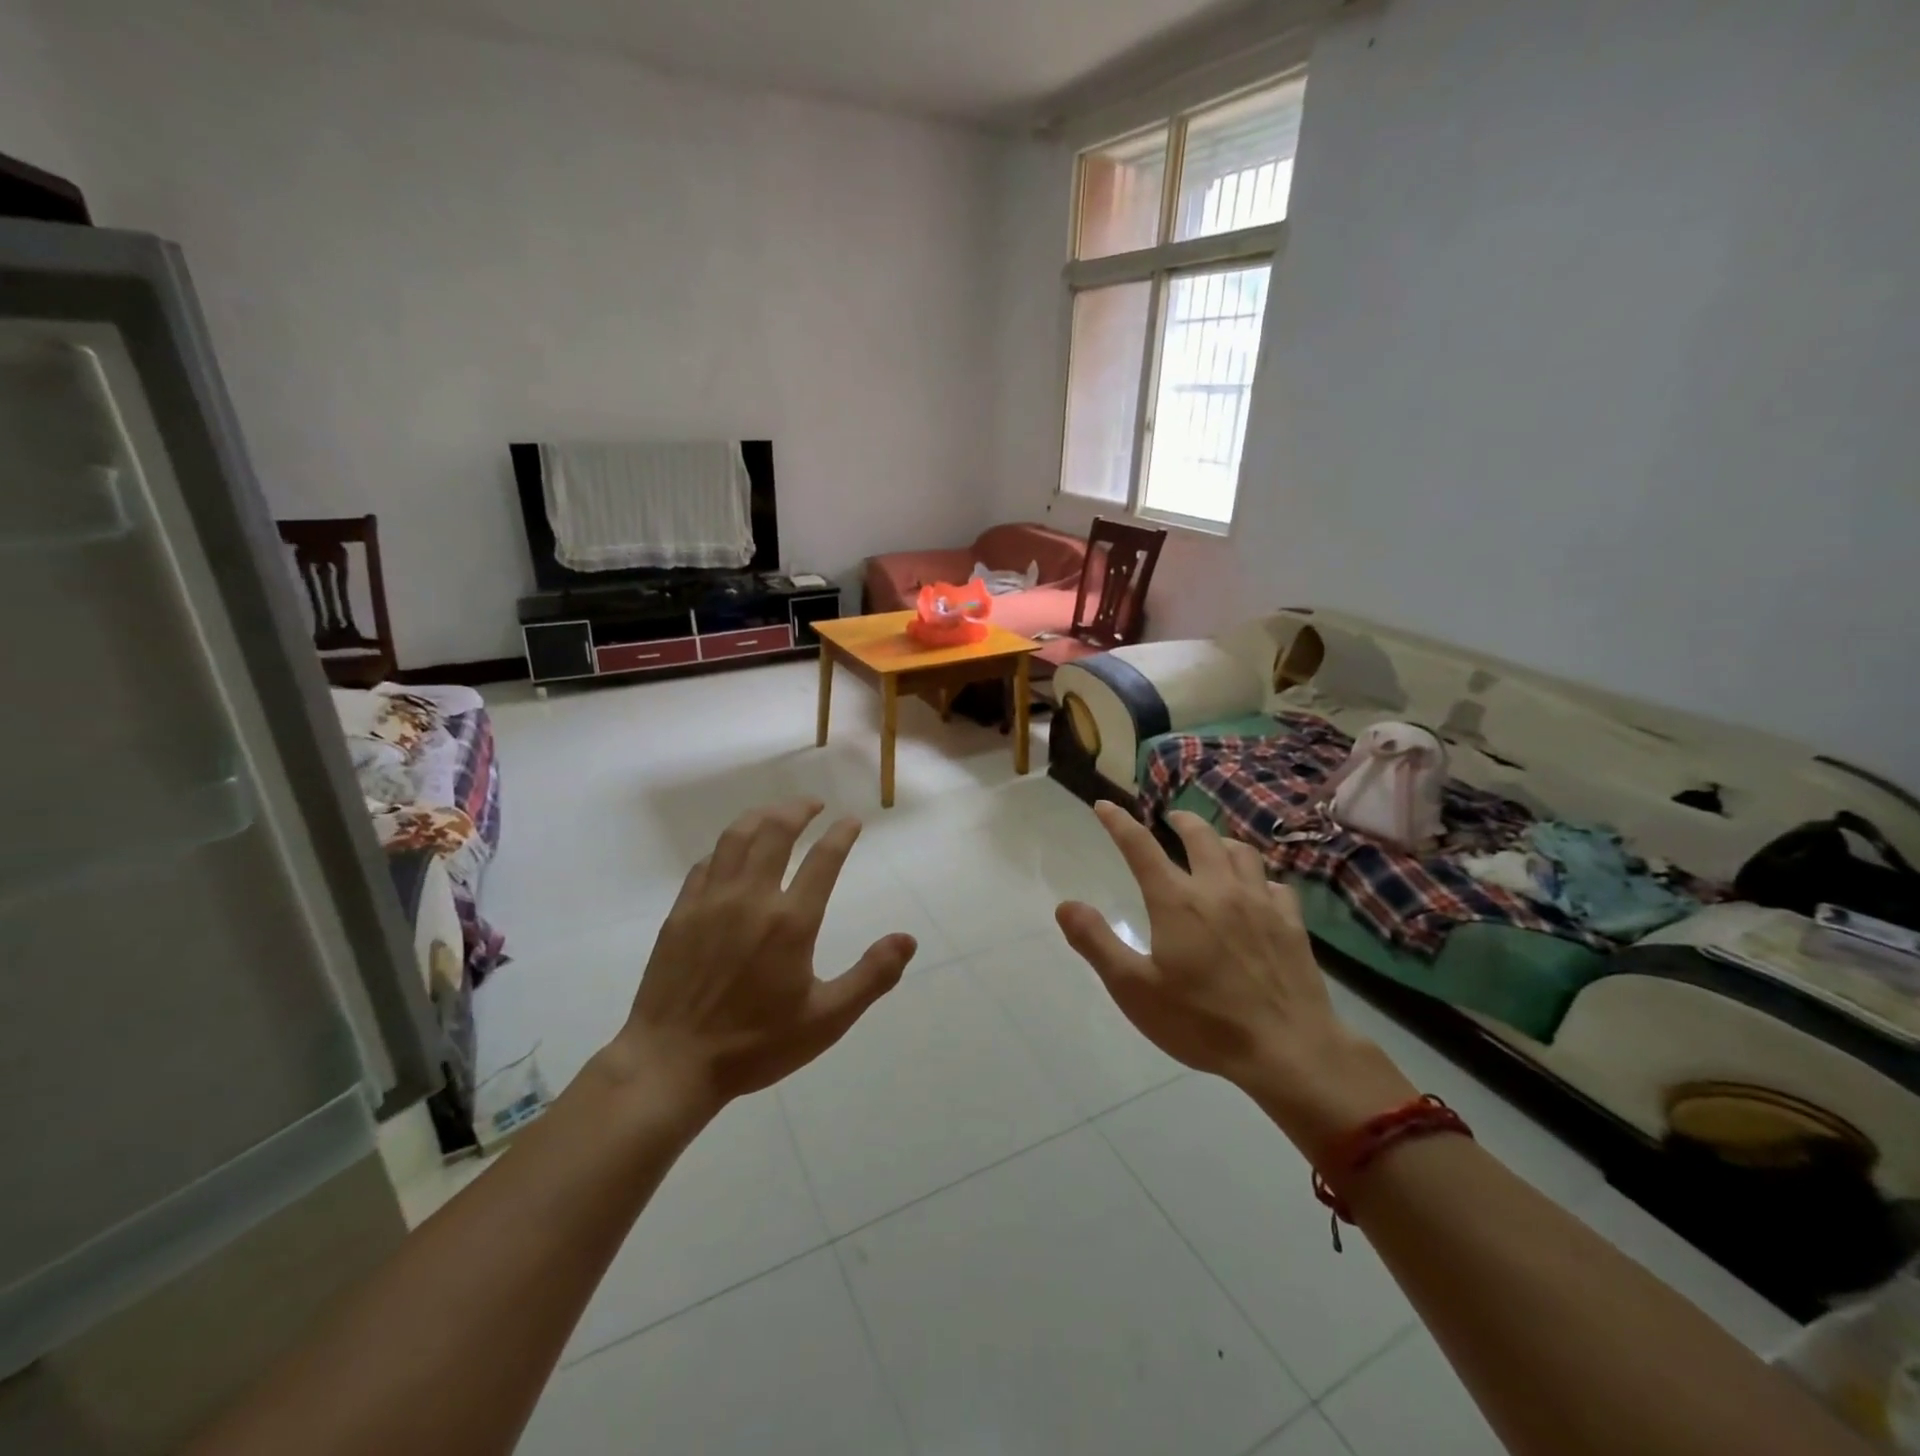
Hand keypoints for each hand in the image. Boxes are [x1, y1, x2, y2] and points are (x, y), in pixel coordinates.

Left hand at [613, 799, 915, 1109]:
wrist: (671, 1062)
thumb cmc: (754, 1044)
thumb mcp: (826, 1020)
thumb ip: (872, 976)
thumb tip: (908, 939)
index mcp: (791, 921)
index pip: (823, 859)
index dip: (842, 834)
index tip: (852, 821)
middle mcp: (751, 898)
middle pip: (776, 831)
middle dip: (799, 809)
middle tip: (814, 804)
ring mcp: (711, 901)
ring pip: (736, 837)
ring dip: (761, 816)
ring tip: (777, 812)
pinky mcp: (681, 912)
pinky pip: (706, 863)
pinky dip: (725, 847)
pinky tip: (732, 853)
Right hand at [1056, 804, 1415, 1161]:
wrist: (1287, 1049)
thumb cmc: (1201, 1022)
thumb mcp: (1134, 989)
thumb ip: (1096, 942)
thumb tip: (1065, 905)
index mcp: (1176, 901)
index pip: (1140, 846)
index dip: (1118, 822)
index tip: (1105, 805)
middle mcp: (1218, 889)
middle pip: (1200, 836)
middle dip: (1181, 821)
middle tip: (1171, 818)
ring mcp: (1260, 903)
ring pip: (1241, 852)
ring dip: (1222, 840)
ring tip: (1213, 845)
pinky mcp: (1291, 924)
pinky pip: (1275, 884)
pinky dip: (1260, 878)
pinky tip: (1258, 890)